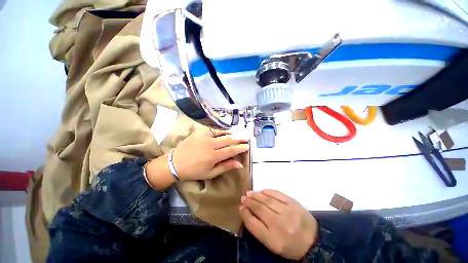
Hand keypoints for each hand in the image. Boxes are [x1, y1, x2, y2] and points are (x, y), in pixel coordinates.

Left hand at [172, 129, 249, 180]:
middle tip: (246, 138)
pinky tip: (226, 131)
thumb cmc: (194, 171)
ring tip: (239, 133)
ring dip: (232, 133)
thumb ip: (226, 167)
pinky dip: (222, 130)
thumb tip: (240, 164)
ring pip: (222, 134)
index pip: (231, 150)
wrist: (175, 163)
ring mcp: (205, 137)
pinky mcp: (200, 132)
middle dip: (239, 139)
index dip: (240, 148)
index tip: (247, 146)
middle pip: (228, 140)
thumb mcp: (210, 173)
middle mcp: (211, 145)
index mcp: (213, 156)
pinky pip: (213, 129)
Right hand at [239, 190, 317, 259]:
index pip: (254, 224)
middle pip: (260, 209)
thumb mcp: (272, 244)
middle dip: (249, 202)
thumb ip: (258, 229)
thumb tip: (246, 211)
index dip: (245, 214)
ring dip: (256, 195)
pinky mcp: (294, 203)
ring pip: (268, 200)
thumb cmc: (290, 245)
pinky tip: (262, 191)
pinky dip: (268, 191)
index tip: (240, 207)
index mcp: (274, 240)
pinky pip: (278, 194)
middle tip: (243, 197)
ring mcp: (288, 212)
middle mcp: (280, 225)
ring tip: (249, 193)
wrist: (313, 241)